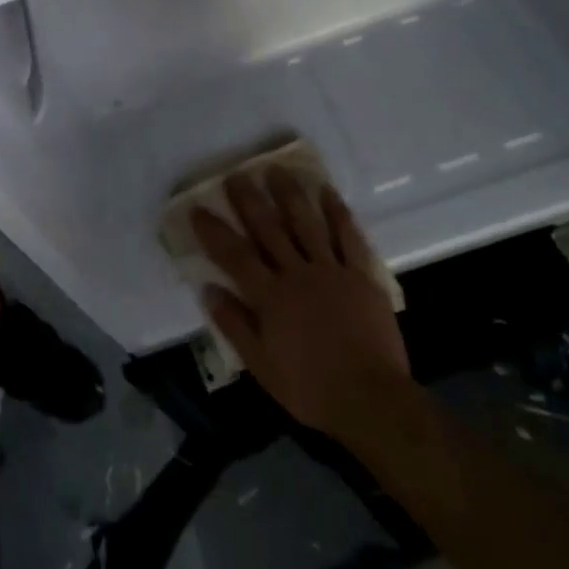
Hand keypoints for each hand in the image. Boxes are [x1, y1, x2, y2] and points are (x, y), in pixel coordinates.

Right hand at [191, 168, 410, 434]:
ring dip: (289, 194)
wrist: (370, 399)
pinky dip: (337, 212)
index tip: (197, 208)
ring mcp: (331, 271)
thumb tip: (209, 289)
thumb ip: (234, 324)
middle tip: (237, 174)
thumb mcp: (261, 365)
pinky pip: (347, 237)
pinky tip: (327, 191)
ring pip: (305, 223)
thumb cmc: (310, 387)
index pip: (234, 255)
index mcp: (269, 296)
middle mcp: (296, 274)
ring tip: (276, 169)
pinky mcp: (361, 275)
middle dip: (250, 200)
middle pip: (268, 229)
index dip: (214, 231)